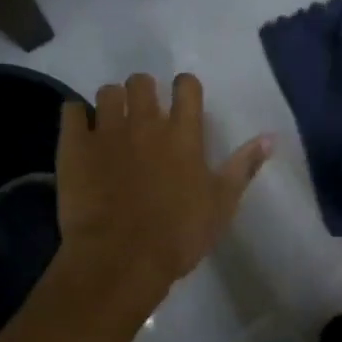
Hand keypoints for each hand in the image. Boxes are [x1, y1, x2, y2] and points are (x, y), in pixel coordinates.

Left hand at [55, 73, 270, 293]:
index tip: (181, 101)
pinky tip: (81, 133)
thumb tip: (270, 137)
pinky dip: (76, 117)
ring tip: (111, 123)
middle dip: (143, 92)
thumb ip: (243, 166)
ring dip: (111, 102)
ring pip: (107, 92)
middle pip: (142, 82)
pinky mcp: (74, 146)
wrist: (120, 259)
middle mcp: (145, 122)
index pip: (186, 86)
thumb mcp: (221, 205)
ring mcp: (107, 131)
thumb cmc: (178, 236)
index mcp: (183, 134)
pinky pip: (71, 111)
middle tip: (142, 116)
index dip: (184, 88)